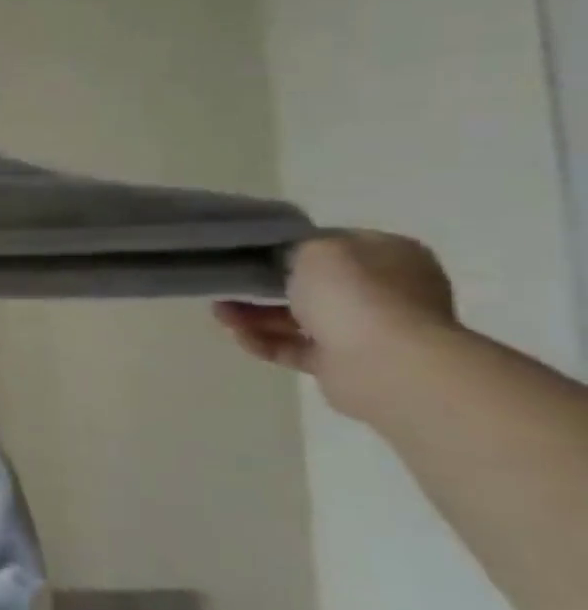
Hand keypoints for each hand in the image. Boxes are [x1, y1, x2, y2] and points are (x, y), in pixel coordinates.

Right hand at [214, 231, 456, 420]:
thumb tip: (283, 258)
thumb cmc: (356, 294)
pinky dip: (263, 341)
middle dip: (264, 286)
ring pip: (297, 318)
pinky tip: (236, 334)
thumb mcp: (316, 249)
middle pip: (311, 285)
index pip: (334, 245)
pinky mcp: (342, 364)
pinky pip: (294, 348)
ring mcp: (366, 330)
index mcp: (389, 256)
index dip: (291, 247)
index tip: (252, 252)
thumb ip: (295, 247)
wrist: (386, 364)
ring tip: (219, 313)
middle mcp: (385, 291)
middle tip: (228, 284)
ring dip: (255, 315)